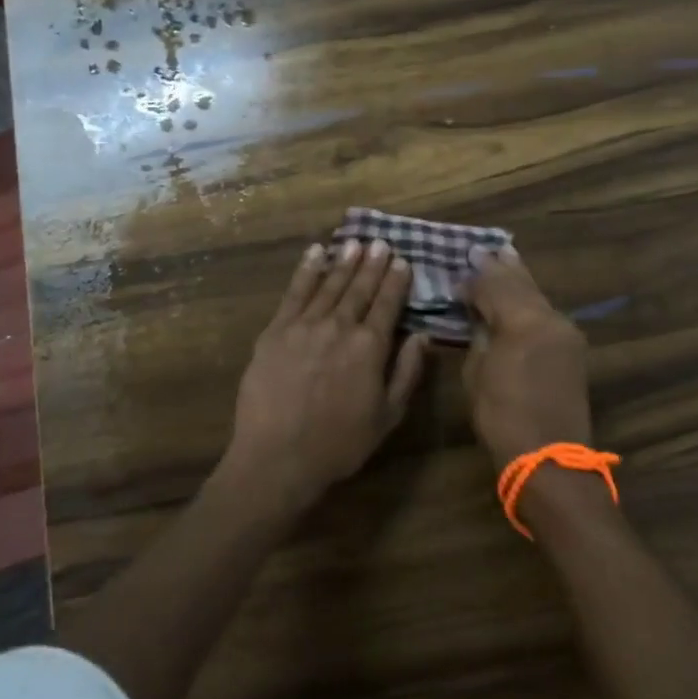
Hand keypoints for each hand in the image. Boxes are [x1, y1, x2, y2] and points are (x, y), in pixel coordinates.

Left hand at [220, 239, 430, 514]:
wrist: (278, 456)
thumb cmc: (339, 444)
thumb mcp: (387, 416)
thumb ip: (407, 372)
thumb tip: (422, 336)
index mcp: (370, 347)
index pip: (387, 304)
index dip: (395, 281)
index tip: (402, 261)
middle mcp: (339, 326)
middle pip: (359, 288)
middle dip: (372, 264)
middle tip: (380, 242)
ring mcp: (304, 325)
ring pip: (328, 285)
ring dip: (343, 262)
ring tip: (354, 243)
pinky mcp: (275, 331)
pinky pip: (294, 293)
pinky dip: (306, 271)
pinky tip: (314, 254)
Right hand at [463, 246, 592, 468]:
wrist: (550, 458)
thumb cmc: (502, 417)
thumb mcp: (477, 372)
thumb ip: (480, 335)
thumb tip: (479, 314)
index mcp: (524, 321)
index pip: (494, 285)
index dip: (474, 277)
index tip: (458, 268)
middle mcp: (550, 318)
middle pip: (522, 283)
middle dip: (502, 266)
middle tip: (484, 248)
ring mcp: (566, 332)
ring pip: (537, 295)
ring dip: (519, 279)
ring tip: (504, 258)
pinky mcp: (572, 348)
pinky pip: (546, 314)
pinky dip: (529, 301)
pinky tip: (520, 295)